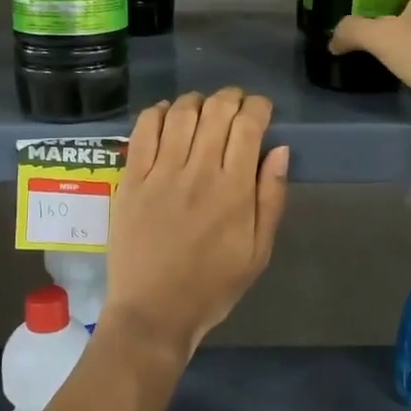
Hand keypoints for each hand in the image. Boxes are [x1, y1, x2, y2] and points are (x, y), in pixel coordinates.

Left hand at [105, 88, 289, 354]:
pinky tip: (166, 114)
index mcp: (233, 189)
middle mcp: (197, 171)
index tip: (261, 111)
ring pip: (180, 114)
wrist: (154, 312)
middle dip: (231, 98)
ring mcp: (160, 173)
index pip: (248, 126)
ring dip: (196, 101)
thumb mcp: (258, 251)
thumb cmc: (212, 286)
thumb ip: (271, 198)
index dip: (258, 107)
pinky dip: (157, 113)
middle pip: (216, 111)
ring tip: (203, 107)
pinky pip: (143, 131)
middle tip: (235, 104)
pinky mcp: (131, 180)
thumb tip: (280, 151)